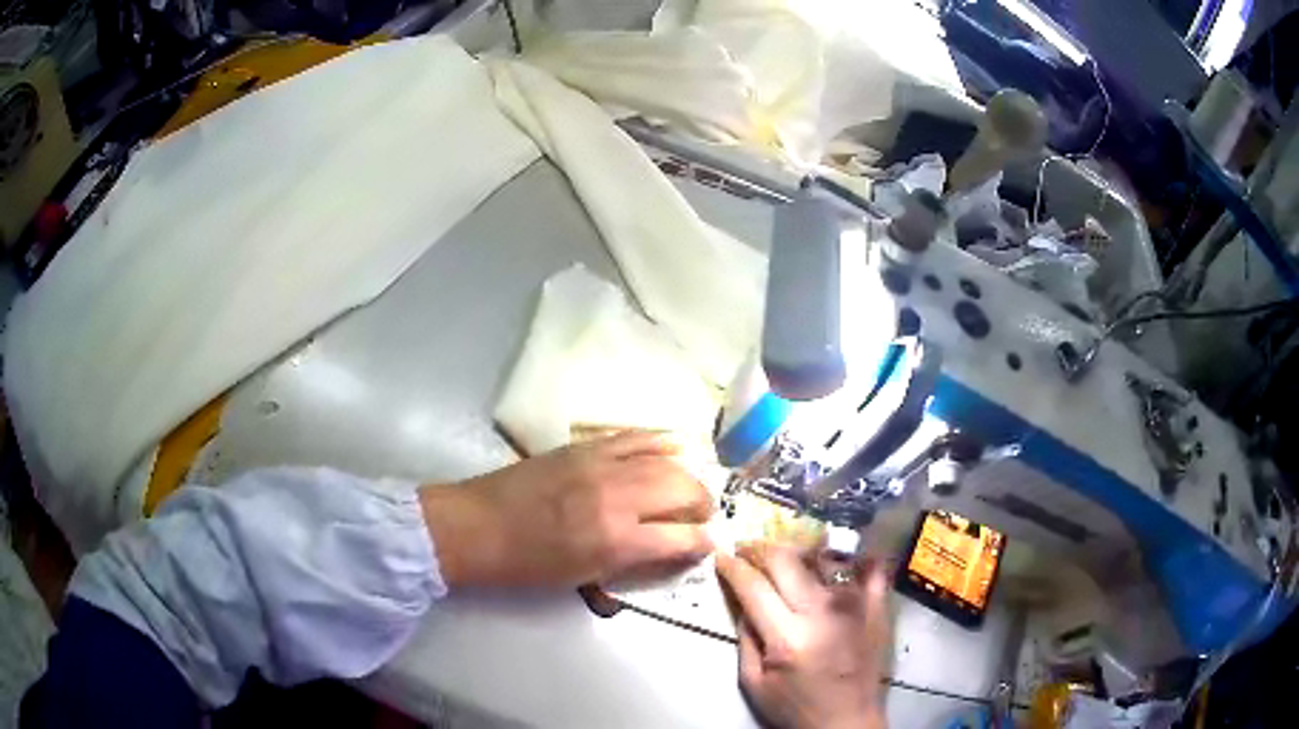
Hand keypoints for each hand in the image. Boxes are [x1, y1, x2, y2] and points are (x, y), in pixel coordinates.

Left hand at [420, 431, 713, 587]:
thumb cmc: (528, 564)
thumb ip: (632, 562)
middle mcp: (618, 497)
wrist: (478, 526)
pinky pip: (635, 436)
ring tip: (690, 487)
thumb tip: (667, 551)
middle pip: (684, 490)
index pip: (683, 538)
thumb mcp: (584, 576)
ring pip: (667, 460)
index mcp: (617, 540)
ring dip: (688, 474)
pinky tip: (674, 446)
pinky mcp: (586, 446)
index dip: (703, 542)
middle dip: (703, 504)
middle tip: (702, 516)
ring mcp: (602, 464)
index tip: (708, 544)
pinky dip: (660, 440)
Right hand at [717, 543, 890, 728]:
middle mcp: (821, 613)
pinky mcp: (877, 607)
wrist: (848, 722)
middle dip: (759, 549)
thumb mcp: (755, 683)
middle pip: (786, 561)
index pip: (753, 586)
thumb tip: (742, 600)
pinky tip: (842, 553)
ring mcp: (854, 606)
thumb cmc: (796, 708)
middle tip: (747, 549)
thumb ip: (746, 639)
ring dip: (799, 550)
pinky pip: (871, 568)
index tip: (722, 557)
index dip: (732, 566)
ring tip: (786, 555)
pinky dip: (856, 556)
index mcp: (787, 637)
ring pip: (823, 557)